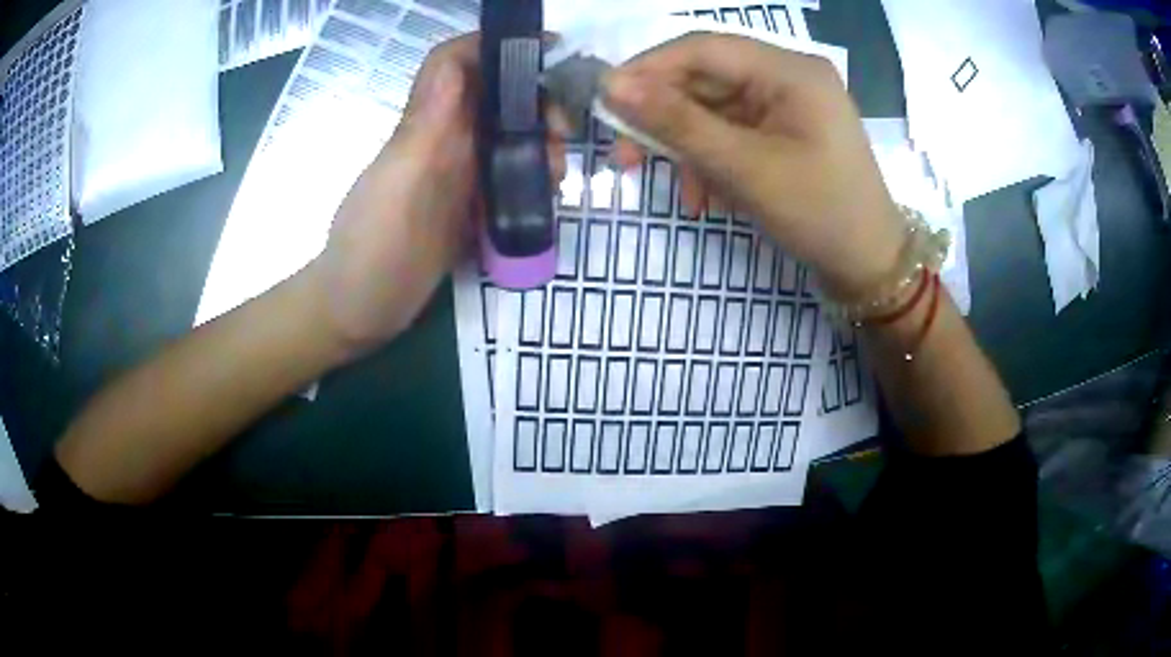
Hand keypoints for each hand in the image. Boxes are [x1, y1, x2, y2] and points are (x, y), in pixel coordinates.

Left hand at [320, 35, 568, 355]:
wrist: (357, 312)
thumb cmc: (369, 249)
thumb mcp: (397, 185)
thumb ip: (425, 127)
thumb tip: (458, 62)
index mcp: (426, 127)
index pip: (457, 64)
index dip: (497, 46)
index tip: (549, 51)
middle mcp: (444, 141)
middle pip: (495, 96)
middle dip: (535, 101)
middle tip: (564, 135)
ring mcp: (457, 175)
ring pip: (507, 135)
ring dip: (540, 142)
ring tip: (559, 174)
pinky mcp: (468, 208)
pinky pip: (508, 176)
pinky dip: (534, 176)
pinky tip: (548, 196)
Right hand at [603, 33, 904, 298]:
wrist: (869, 266)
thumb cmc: (819, 214)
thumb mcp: (744, 168)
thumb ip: (677, 123)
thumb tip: (611, 86)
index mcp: (790, 70)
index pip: (703, 48)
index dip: (649, 69)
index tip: (604, 100)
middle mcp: (789, 76)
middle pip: (707, 79)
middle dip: (665, 118)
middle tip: (625, 156)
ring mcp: (788, 105)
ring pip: (716, 110)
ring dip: (689, 149)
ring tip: (680, 193)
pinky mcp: (785, 131)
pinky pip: (735, 133)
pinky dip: (714, 161)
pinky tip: (707, 197)